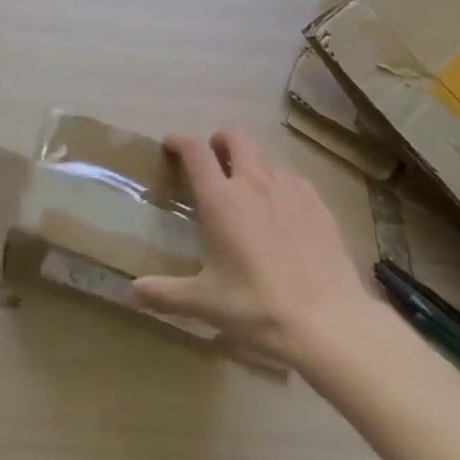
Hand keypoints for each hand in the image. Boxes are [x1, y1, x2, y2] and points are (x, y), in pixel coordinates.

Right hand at [131, 130, 374, 368]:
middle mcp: (253, 182)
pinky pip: (293, 177)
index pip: (195, 150)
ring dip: (251, 160)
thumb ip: (165, 294)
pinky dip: (280, 181)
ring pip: (265, 154)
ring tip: (247, 185)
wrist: (328, 322)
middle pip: (235, 137)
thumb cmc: (257, 307)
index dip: (179, 141)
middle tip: (214, 160)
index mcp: (220, 199)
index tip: (171, 145)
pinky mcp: (318, 203)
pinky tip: (282, 207)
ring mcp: (290, 189)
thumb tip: (131, 293)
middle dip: (220, 141)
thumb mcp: (206, 303)